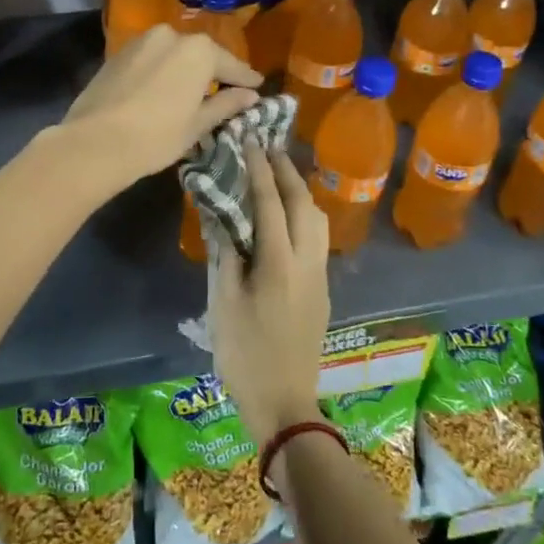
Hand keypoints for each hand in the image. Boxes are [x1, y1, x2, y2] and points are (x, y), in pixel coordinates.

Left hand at [58, 23, 261, 194]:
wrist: (94, 142)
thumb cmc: (157, 136)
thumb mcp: (198, 124)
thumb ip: (226, 104)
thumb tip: (251, 96)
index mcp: (198, 50)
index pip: (231, 66)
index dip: (246, 80)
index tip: (258, 88)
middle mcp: (171, 35)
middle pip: (202, 55)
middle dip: (215, 72)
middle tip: (228, 91)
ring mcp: (142, 42)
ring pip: (174, 55)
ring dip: (186, 70)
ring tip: (195, 92)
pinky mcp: (119, 54)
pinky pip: (152, 59)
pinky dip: (163, 71)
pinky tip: (165, 90)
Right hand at [210, 145, 330, 445]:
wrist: (284, 402)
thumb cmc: (244, 353)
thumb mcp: (222, 303)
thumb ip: (224, 254)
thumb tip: (221, 216)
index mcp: (278, 262)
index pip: (270, 202)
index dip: (259, 169)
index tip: (250, 141)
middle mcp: (307, 261)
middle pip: (304, 203)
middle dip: (286, 171)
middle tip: (267, 148)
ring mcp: (320, 275)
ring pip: (318, 219)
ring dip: (301, 191)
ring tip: (280, 175)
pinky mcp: (323, 289)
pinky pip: (318, 237)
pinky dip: (306, 213)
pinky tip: (290, 215)